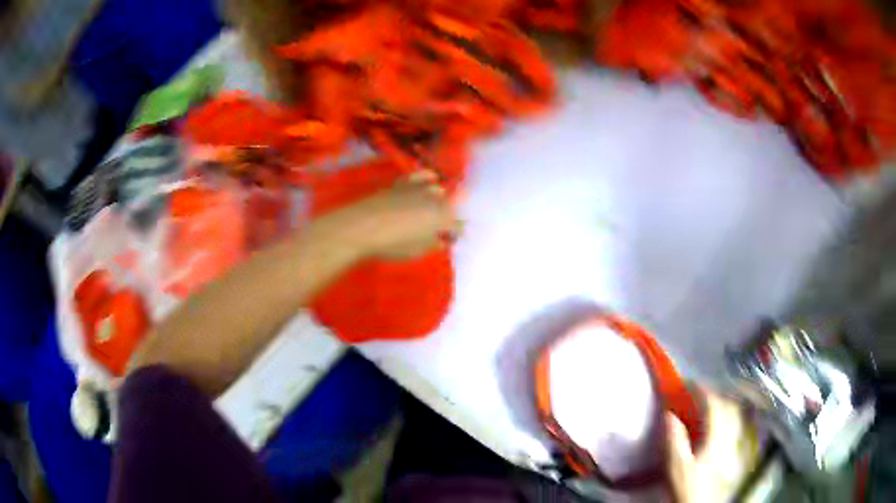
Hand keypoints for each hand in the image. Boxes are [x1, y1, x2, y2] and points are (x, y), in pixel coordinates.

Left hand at [331, 170, 458, 259]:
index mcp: (443, 218)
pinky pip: (422, 176)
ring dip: (440, 199)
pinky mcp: (403, 182)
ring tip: (435, 209)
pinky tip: (431, 178)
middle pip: (450, 206)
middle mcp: (436, 199)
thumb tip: (441, 240)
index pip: (459, 225)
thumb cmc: (392, 244)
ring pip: (439, 190)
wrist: (362, 226)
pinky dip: (429, 177)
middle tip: (442, 228)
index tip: (453, 240)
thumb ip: (433, 244)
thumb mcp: (417, 251)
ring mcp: (419, 188)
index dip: (457, 234)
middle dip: (449, 216)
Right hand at [666, 391, 755, 502]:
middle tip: (697, 393)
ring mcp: (733, 446)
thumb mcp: (676, 466)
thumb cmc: (687, 488)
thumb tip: (669, 412)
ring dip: (721, 405)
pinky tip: (715, 425)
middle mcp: (730, 437)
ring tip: (707, 404)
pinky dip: (725, 418)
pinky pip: (733, 427)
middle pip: (729, 406)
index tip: (688, 383)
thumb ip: (675, 439)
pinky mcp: (731, 454)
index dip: (702, 390)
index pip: (715, 405)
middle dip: (714, 394)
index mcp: (717, 438)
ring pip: (734, 416)